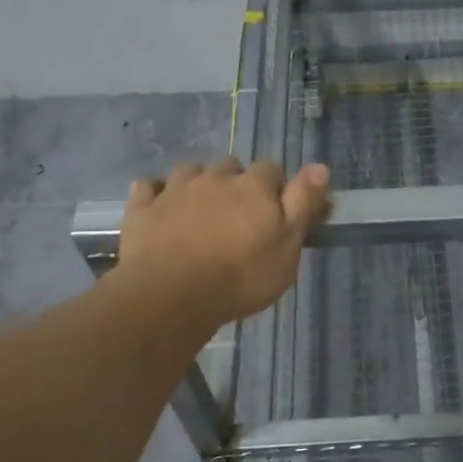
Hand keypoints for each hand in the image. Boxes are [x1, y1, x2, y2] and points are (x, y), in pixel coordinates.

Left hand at [116, 158, 330, 327]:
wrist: (170, 295)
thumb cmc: (241, 276)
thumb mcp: (288, 246)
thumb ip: (303, 203)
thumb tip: (320, 165)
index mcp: (254, 187)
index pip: (272, 168)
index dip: (276, 186)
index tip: (278, 211)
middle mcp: (215, 178)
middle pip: (231, 167)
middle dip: (236, 183)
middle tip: (239, 216)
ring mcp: (174, 191)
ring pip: (190, 171)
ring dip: (198, 183)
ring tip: (201, 210)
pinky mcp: (142, 209)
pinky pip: (148, 188)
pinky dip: (157, 194)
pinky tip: (160, 208)